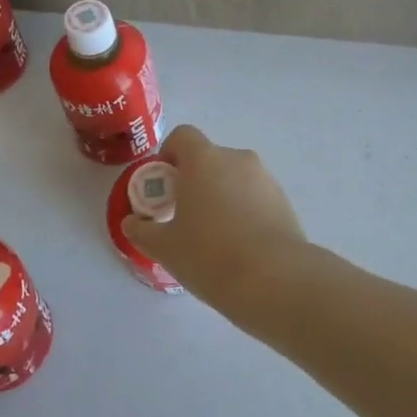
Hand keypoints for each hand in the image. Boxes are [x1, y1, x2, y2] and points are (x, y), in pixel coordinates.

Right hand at [120, 125, 306, 314]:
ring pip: (233, 179)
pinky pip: (254, 197)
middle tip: (184, 217)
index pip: (183, 136)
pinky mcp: (284, 202)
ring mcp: (265, 179)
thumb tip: (132, 222)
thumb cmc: (210, 255)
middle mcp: (237, 159)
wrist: (275, 279)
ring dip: (220, 197)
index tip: (164, 186)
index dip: (168, 154)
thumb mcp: (164, 248)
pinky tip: (239, 247)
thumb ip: (142, 230)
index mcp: (205, 159)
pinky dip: (243, 212)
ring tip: (213, 238)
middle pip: (209, 159)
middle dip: (194, 181)